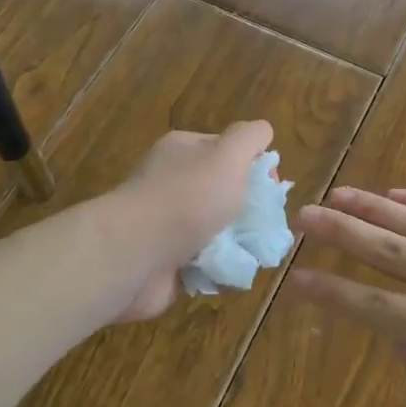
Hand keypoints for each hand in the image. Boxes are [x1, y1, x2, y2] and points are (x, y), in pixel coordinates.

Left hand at [107, 121, 273, 321]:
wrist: (134, 255)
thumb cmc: (187, 198)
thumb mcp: (228, 156)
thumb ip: (249, 137)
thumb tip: (263, 131)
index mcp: (183, 151)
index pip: (226, 150)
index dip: (254, 166)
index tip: (271, 189)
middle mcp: (172, 183)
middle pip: (224, 193)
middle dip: (249, 211)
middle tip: (266, 227)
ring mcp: (167, 224)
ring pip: (217, 232)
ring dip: (238, 245)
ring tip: (254, 256)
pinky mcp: (165, 262)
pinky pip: (204, 265)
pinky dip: (220, 272)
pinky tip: (231, 276)